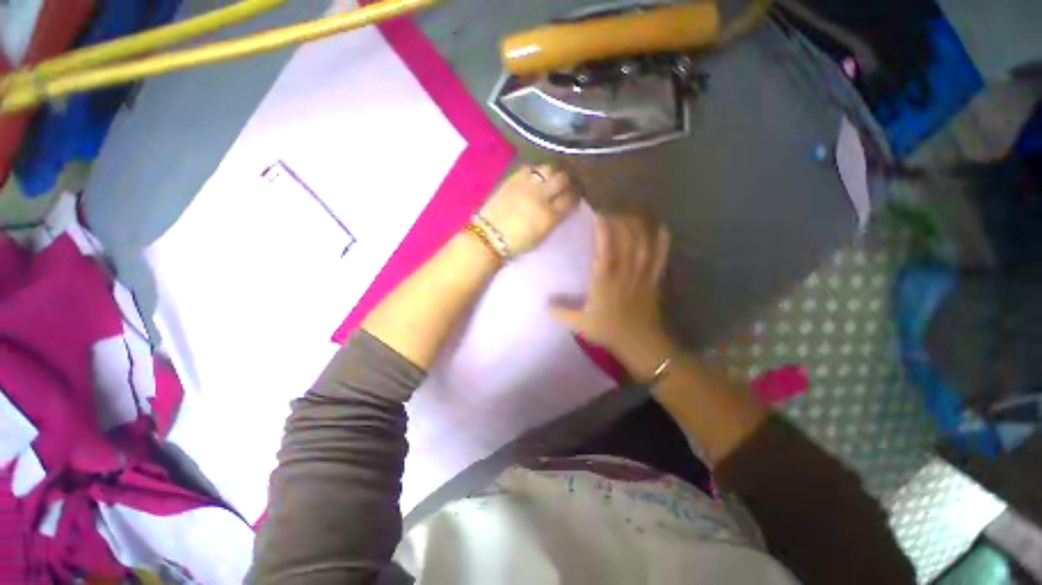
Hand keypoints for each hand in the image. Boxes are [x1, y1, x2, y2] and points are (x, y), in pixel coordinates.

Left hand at [480, 164, 579, 255]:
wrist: (489, 237)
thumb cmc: (517, 243)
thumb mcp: (542, 235)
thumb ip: (555, 219)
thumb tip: (563, 207)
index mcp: (549, 215)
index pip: (570, 199)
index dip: (575, 197)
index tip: (575, 198)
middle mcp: (541, 196)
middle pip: (562, 178)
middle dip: (567, 181)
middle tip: (566, 185)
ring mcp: (526, 185)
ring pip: (548, 168)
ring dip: (553, 172)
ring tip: (551, 179)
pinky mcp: (512, 179)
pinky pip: (530, 168)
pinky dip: (536, 171)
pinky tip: (534, 178)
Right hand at [550, 214, 675, 379]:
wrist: (640, 344)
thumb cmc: (608, 331)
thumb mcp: (579, 324)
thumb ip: (560, 312)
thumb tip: (545, 302)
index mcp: (605, 281)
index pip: (605, 250)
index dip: (604, 230)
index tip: (599, 214)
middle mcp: (624, 273)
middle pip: (627, 241)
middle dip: (621, 222)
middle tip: (612, 210)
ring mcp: (642, 275)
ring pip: (643, 245)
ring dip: (639, 227)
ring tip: (631, 214)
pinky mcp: (654, 280)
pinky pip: (659, 258)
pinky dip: (662, 243)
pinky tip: (662, 229)